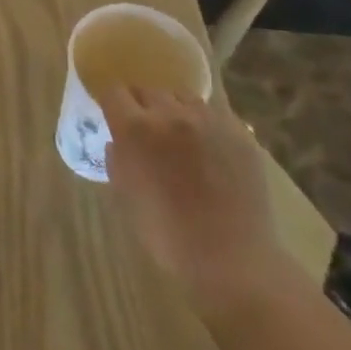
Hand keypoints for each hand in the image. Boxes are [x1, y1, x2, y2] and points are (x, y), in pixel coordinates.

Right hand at [103, 84, 290, 320]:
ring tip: (180, 135)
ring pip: (183, 97)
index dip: (111, 103)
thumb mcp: (126, 195)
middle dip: (142, 105)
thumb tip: (118, 141)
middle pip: (148, 90)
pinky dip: (205, 123)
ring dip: (174, 110)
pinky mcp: (239, 133)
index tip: (113, 115)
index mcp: (136, 129)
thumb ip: (118, 159)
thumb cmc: (167, 233)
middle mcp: (171, 114)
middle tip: (146, 129)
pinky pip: (214, 114)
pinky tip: (209, 147)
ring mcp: (209, 121)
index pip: (113, 92)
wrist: (232, 259)